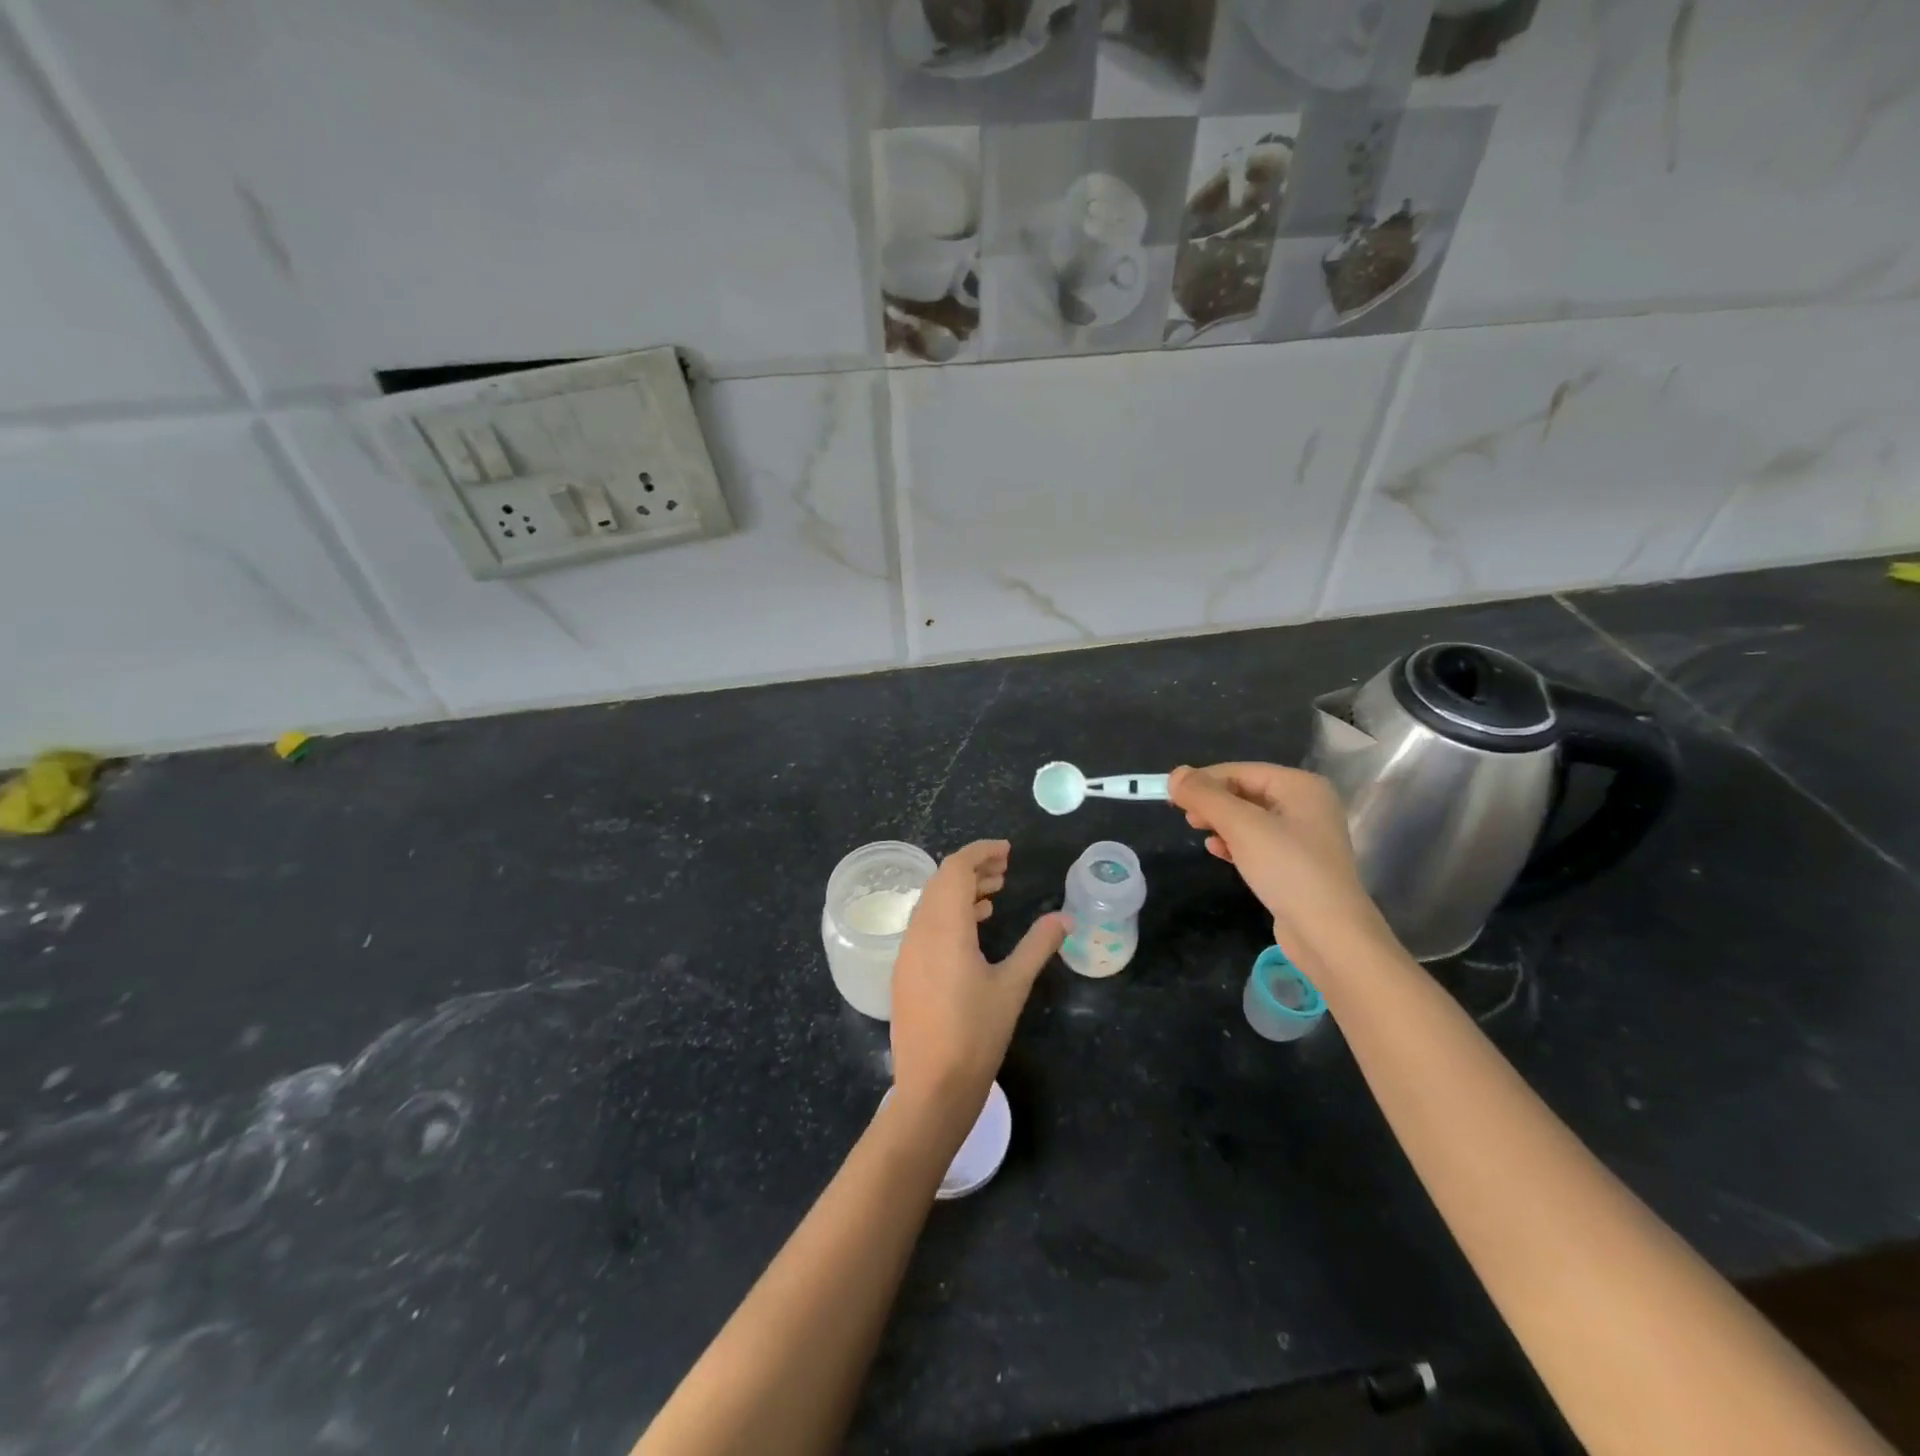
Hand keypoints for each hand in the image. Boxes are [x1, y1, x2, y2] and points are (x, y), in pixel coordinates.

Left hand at [890, 841, 1065, 1135]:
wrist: (931, 1088)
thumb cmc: (976, 1035)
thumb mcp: (1013, 987)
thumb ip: (1038, 946)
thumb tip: (1064, 917)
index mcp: (944, 927)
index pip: (955, 869)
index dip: (980, 853)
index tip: (1007, 852)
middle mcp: (919, 932)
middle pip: (941, 882)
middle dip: (972, 869)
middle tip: (1005, 871)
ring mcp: (907, 953)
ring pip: (931, 904)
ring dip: (960, 892)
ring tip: (994, 896)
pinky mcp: (905, 972)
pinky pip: (925, 926)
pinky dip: (949, 915)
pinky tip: (973, 929)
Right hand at [1169, 763, 1391, 978]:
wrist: (1329, 933)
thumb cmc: (1287, 869)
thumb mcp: (1241, 826)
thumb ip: (1206, 796)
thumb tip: (1175, 774)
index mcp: (1301, 786)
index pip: (1241, 771)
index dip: (1205, 780)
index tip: (1173, 797)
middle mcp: (1307, 805)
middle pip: (1246, 792)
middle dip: (1213, 802)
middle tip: (1186, 817)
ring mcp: (1304, 837)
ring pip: (1250, 819)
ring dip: (1221, 823)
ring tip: (1199, 832)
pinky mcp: (1297, 864)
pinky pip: (1258, 842)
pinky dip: (1235, 843)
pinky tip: (1218, 852)